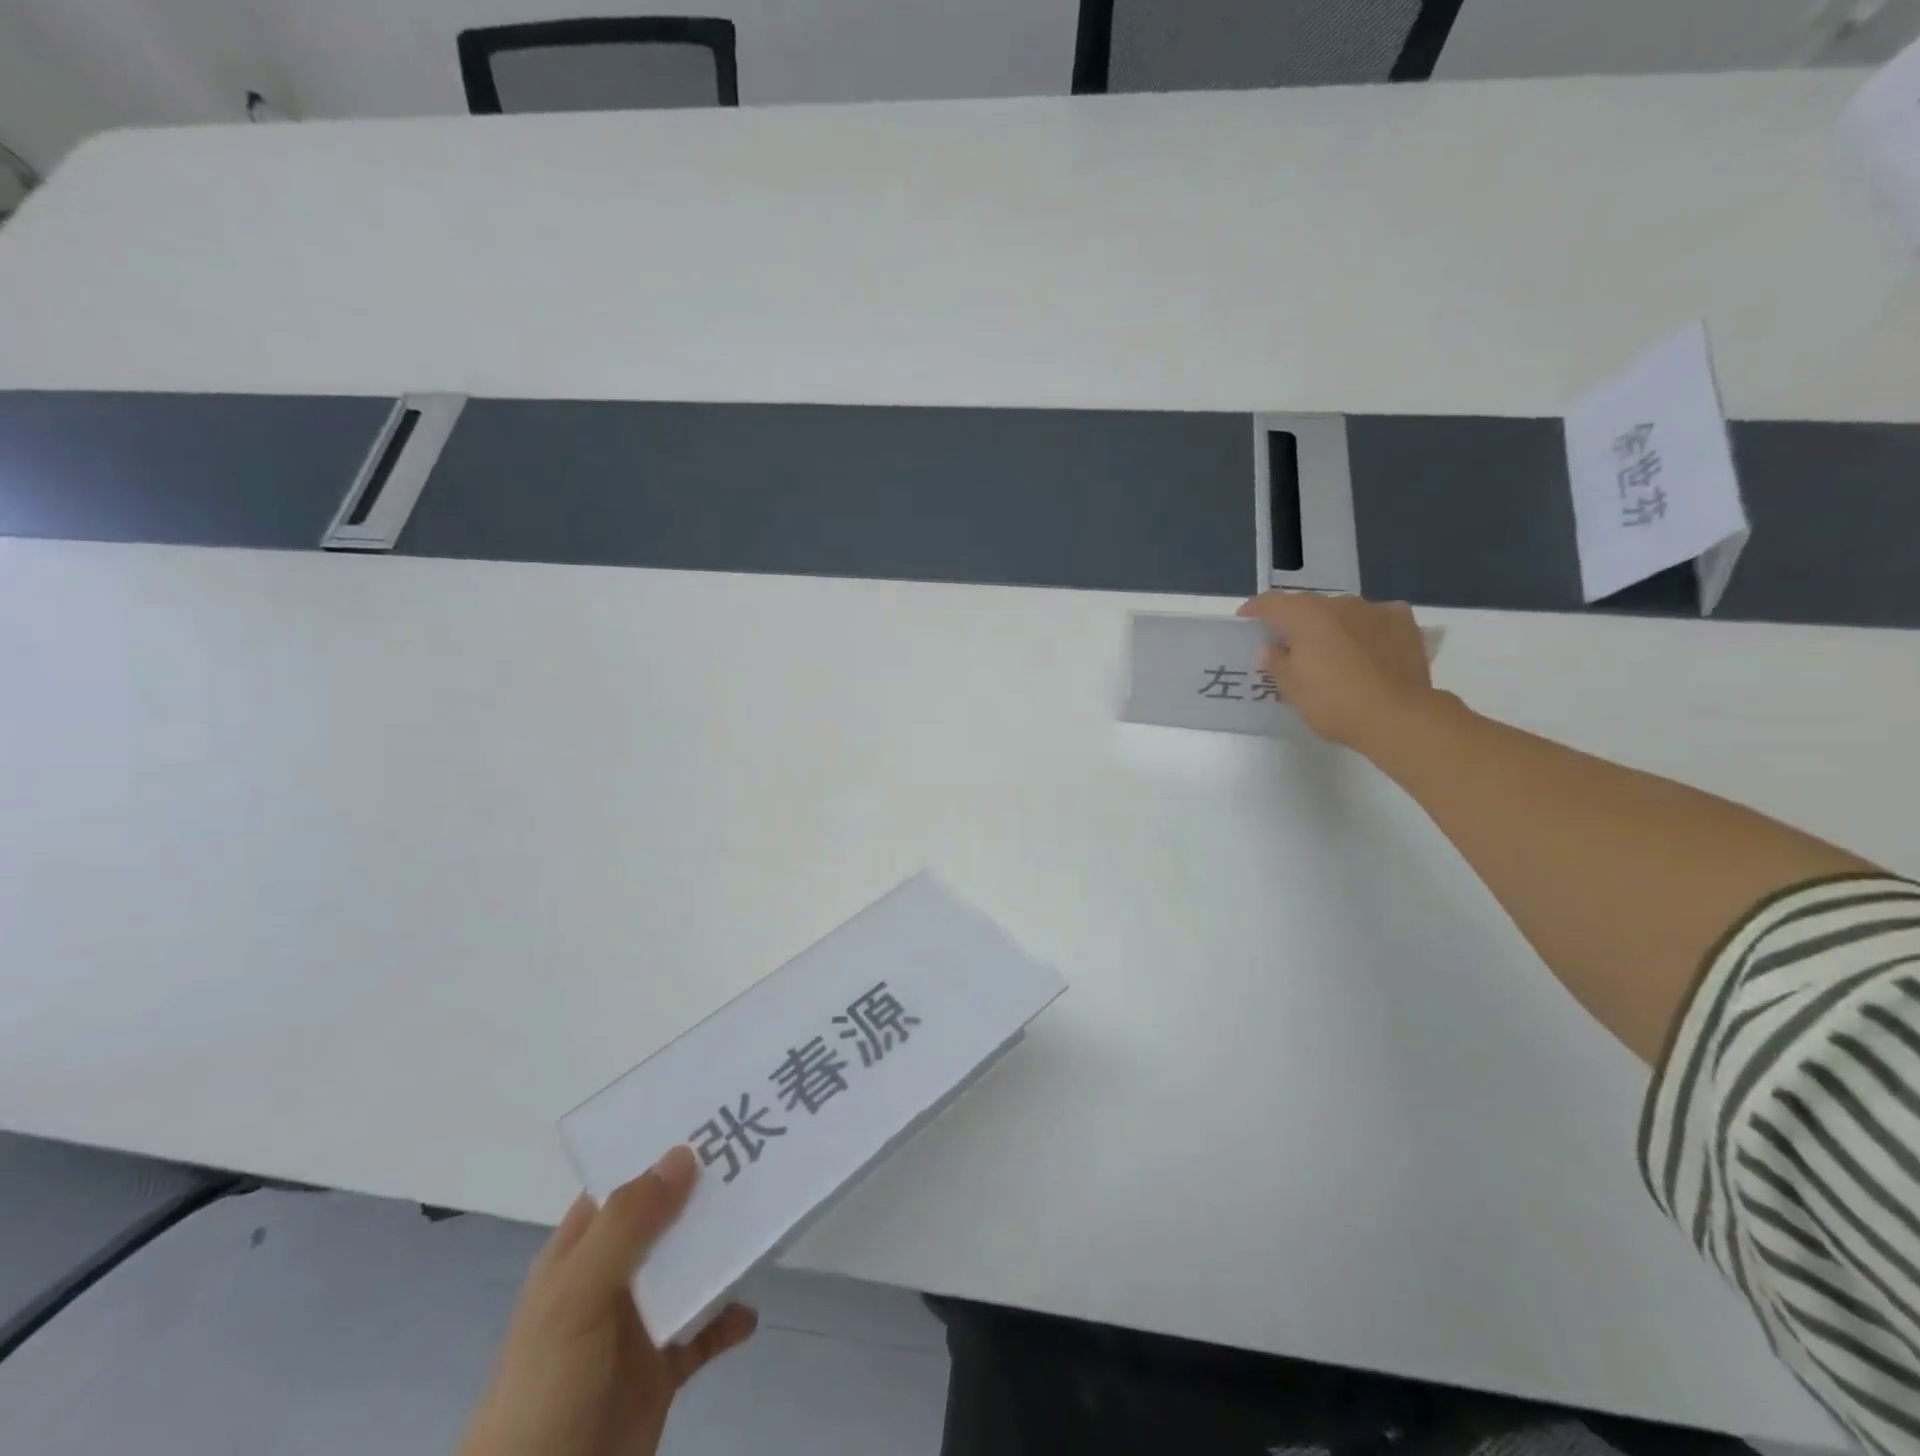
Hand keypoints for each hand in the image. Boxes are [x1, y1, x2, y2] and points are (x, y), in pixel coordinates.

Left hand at [459, 1146, 756, 1455]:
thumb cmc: (545, 1388)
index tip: (713, 1117)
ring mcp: (637, 1326)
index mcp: (580, 1254)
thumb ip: (627, 1224)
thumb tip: (683, 1153)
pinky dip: (729, 1319)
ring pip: (691, 1269)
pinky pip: (704, 1332)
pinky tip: (751, 1312)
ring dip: (724, 1250)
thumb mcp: (576, 1297)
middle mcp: (610, 1279)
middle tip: (758, 1156)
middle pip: (666, 1220)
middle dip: (706, 1192)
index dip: (661, 1150)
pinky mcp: (661, 1371)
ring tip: (767, 1220)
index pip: (623, 1182)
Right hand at [1236, 591, 1441, 753]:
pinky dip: (1367, 629)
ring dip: (1333, 626)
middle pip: (1309, 607)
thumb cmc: (1333, 702)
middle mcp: (1339, 603)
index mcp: (1305, 615)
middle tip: (1291, 646)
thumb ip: (1276, 662)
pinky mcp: (1404, 623)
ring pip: (1344, 613)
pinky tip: (1368, 648)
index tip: (1246, 619)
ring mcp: (1375, 610)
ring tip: (1332, 651)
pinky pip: (1376, 619)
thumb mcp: (1291, 688)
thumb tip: (1271, 648)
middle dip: (1297, 622)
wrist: (1396, 716)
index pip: (1272, 603)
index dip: (1255, 609)